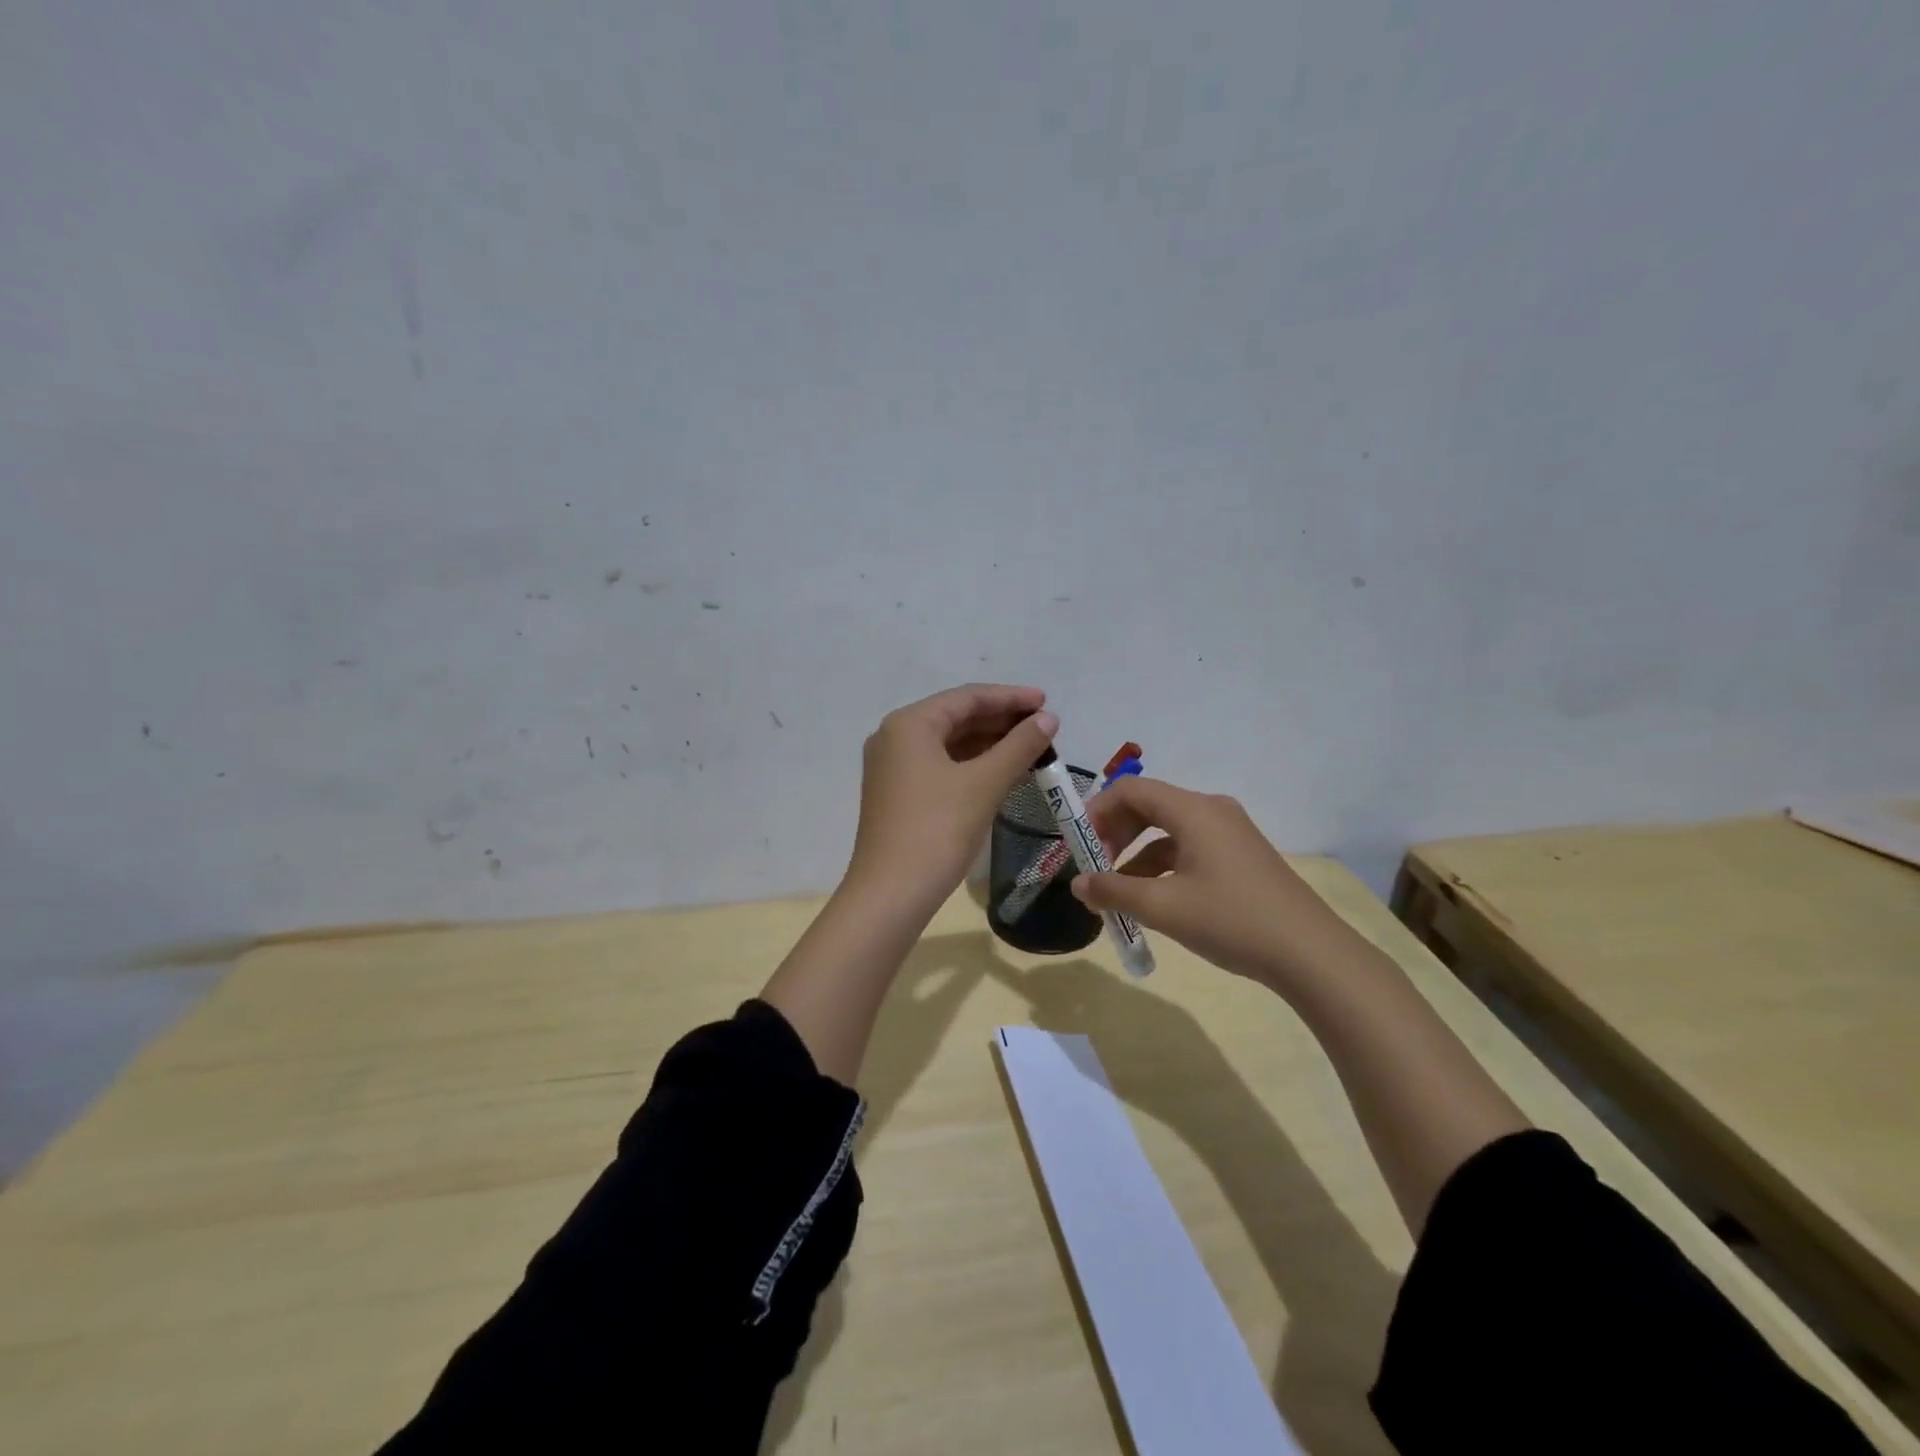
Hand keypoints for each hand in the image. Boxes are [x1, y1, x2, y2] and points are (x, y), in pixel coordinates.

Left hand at [846, 683, 1058, 912]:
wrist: (891, 894)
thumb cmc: (937, 830)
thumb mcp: (983, 784)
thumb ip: (1019, 746)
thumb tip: (1048, 719)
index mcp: (909, 724)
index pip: (967, 697)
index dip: (1010, 697)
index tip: (1047, 702)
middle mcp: (895, 737)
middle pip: (956, 717)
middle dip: (1002, 721)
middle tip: (1044, 727)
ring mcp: (893, 767)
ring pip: (949, 743)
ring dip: (990, 744)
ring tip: (1032, 748)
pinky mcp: (898, 794)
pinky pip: (941, 765)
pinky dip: (973, 765)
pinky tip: (1003, 772)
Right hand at [1071, 777, 1358, 996]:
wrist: (1311, 954)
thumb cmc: (1231, 920)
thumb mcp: (1163, 908)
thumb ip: (1114, 892)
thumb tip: (1077, 885)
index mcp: (1193, 810)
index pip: (1131, 790)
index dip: (1097, 811)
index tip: (1079, 844)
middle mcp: (1212, 810)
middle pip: (1149, 806)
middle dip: (1115, 833)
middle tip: (1095, 867)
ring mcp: (1230, 833)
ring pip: (1169, 831)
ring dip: (1137, 855)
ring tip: (1118, 892)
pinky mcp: (1241, 856)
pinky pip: (1190, 848)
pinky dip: (1163, 866)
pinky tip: (1154, 899)